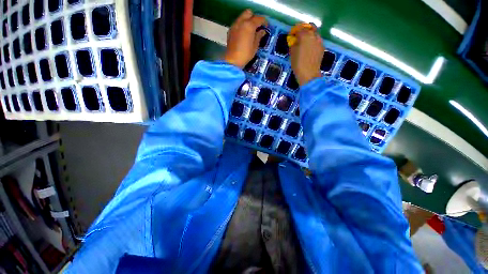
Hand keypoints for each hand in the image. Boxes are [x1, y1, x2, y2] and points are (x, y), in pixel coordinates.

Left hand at [224, 9, 267, 67]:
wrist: (233, 60)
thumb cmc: (245, 54)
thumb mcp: (255, 46)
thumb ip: (259, 36)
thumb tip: (262, 31)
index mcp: (249, 25)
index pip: (259, 18)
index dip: (264, 21)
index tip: (266, 26)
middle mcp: (241, 22)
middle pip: (249, 13)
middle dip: (254, 17)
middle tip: (257, 26)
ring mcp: (234, 26)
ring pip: (242, 17)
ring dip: (247, 21)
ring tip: (250, 30)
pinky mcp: (230, 31)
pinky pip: (237, 23)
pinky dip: (241, 25)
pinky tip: (244, 34)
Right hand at [289, 25, 323, 85]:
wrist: (309, 74)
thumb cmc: (298, 64)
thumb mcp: (292, 53)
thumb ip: (293, 44)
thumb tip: (294, 40)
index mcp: (305, 35)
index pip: (299, 28)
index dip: (295, 30)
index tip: (292, 34)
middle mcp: (314, 35)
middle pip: (310, 27)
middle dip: (305, 29)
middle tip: (300, 36)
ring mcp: (319, 41)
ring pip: (315, 34)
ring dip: (310, 36)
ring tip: (304, 43)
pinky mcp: (322, 47)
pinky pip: (317, 41)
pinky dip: (313, 42)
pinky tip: (309, 49)